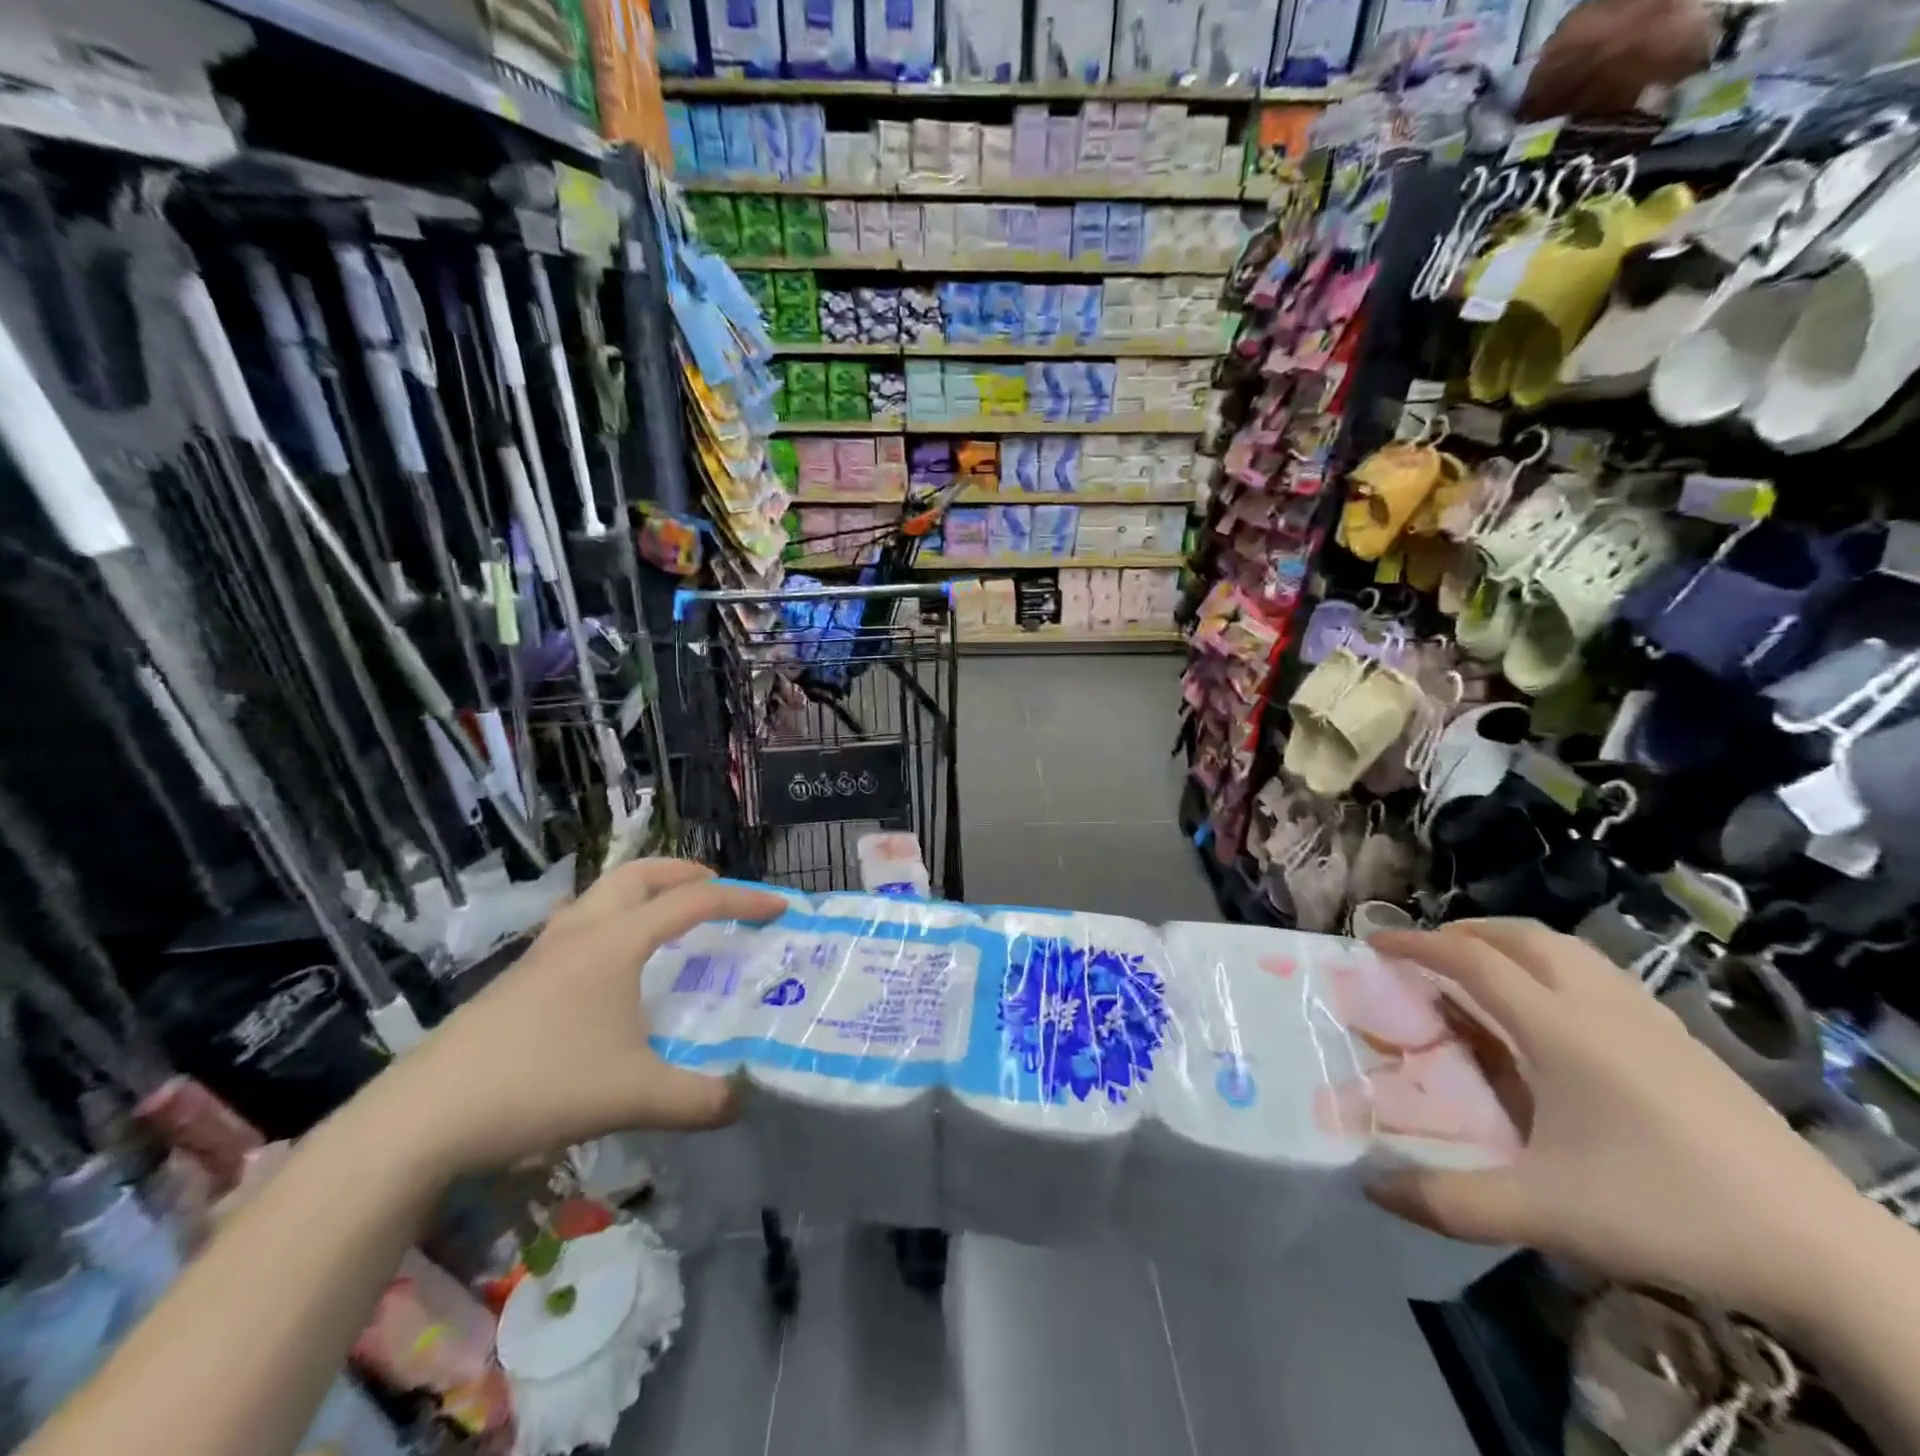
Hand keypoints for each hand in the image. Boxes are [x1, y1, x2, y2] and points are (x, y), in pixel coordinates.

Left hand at [373, 860, 783, 1175]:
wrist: (422, 1118)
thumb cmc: (539, 1086)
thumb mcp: (634, 1096)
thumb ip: (699, 1100)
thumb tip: (745, 1100)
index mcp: (616, 942)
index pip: (694, 903)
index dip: (743, 899)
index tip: (779, 907)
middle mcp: (581, 933)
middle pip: (638, 874)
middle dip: (684, 872)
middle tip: (716, 890)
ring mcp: (542, 953)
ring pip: (601, 895)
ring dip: (642, 893)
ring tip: (667, 921)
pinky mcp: (517, 980)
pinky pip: (578, 926)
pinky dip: (612, 924)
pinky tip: (611, 972)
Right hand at [1366, 920, 1866, 1323]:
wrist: (1824, 1252)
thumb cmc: (1667, 1211)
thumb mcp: (1544, 1212)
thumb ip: (1449, 1200)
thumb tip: (1370, 1189)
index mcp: (1558, 1027)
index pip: (1471, 960)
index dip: (1416, 943)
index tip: (1374, 942)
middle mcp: (1599, 1005)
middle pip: (1520, 937)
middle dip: (1463, 933)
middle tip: (1425, 954)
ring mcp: (1648, 1019)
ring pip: (1565, 949)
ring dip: (1510, 944)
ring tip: (1482, 972)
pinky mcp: (1682, 1041)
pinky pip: (1598, 973)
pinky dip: (1553, 967)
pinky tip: (1554, 1012)